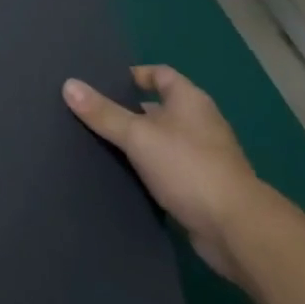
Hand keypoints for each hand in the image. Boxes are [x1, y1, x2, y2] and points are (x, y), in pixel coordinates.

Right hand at [63, 64, 260, 280]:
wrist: (236, 229)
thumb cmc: (188, 167)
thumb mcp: (138, 135)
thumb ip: (103, 112)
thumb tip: (68, 85)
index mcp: (190, 101)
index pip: (159, 74)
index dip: (133, 75)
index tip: (101, 82)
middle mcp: (199, 123)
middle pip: (157, 107)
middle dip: (126, 110)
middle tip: (89, 112)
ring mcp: (202, 157)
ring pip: (159, 140)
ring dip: (135, 143)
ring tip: (96, 142)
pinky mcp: (199, 187)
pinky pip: (165, 168)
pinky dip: (145, 169)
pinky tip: (120, 174)